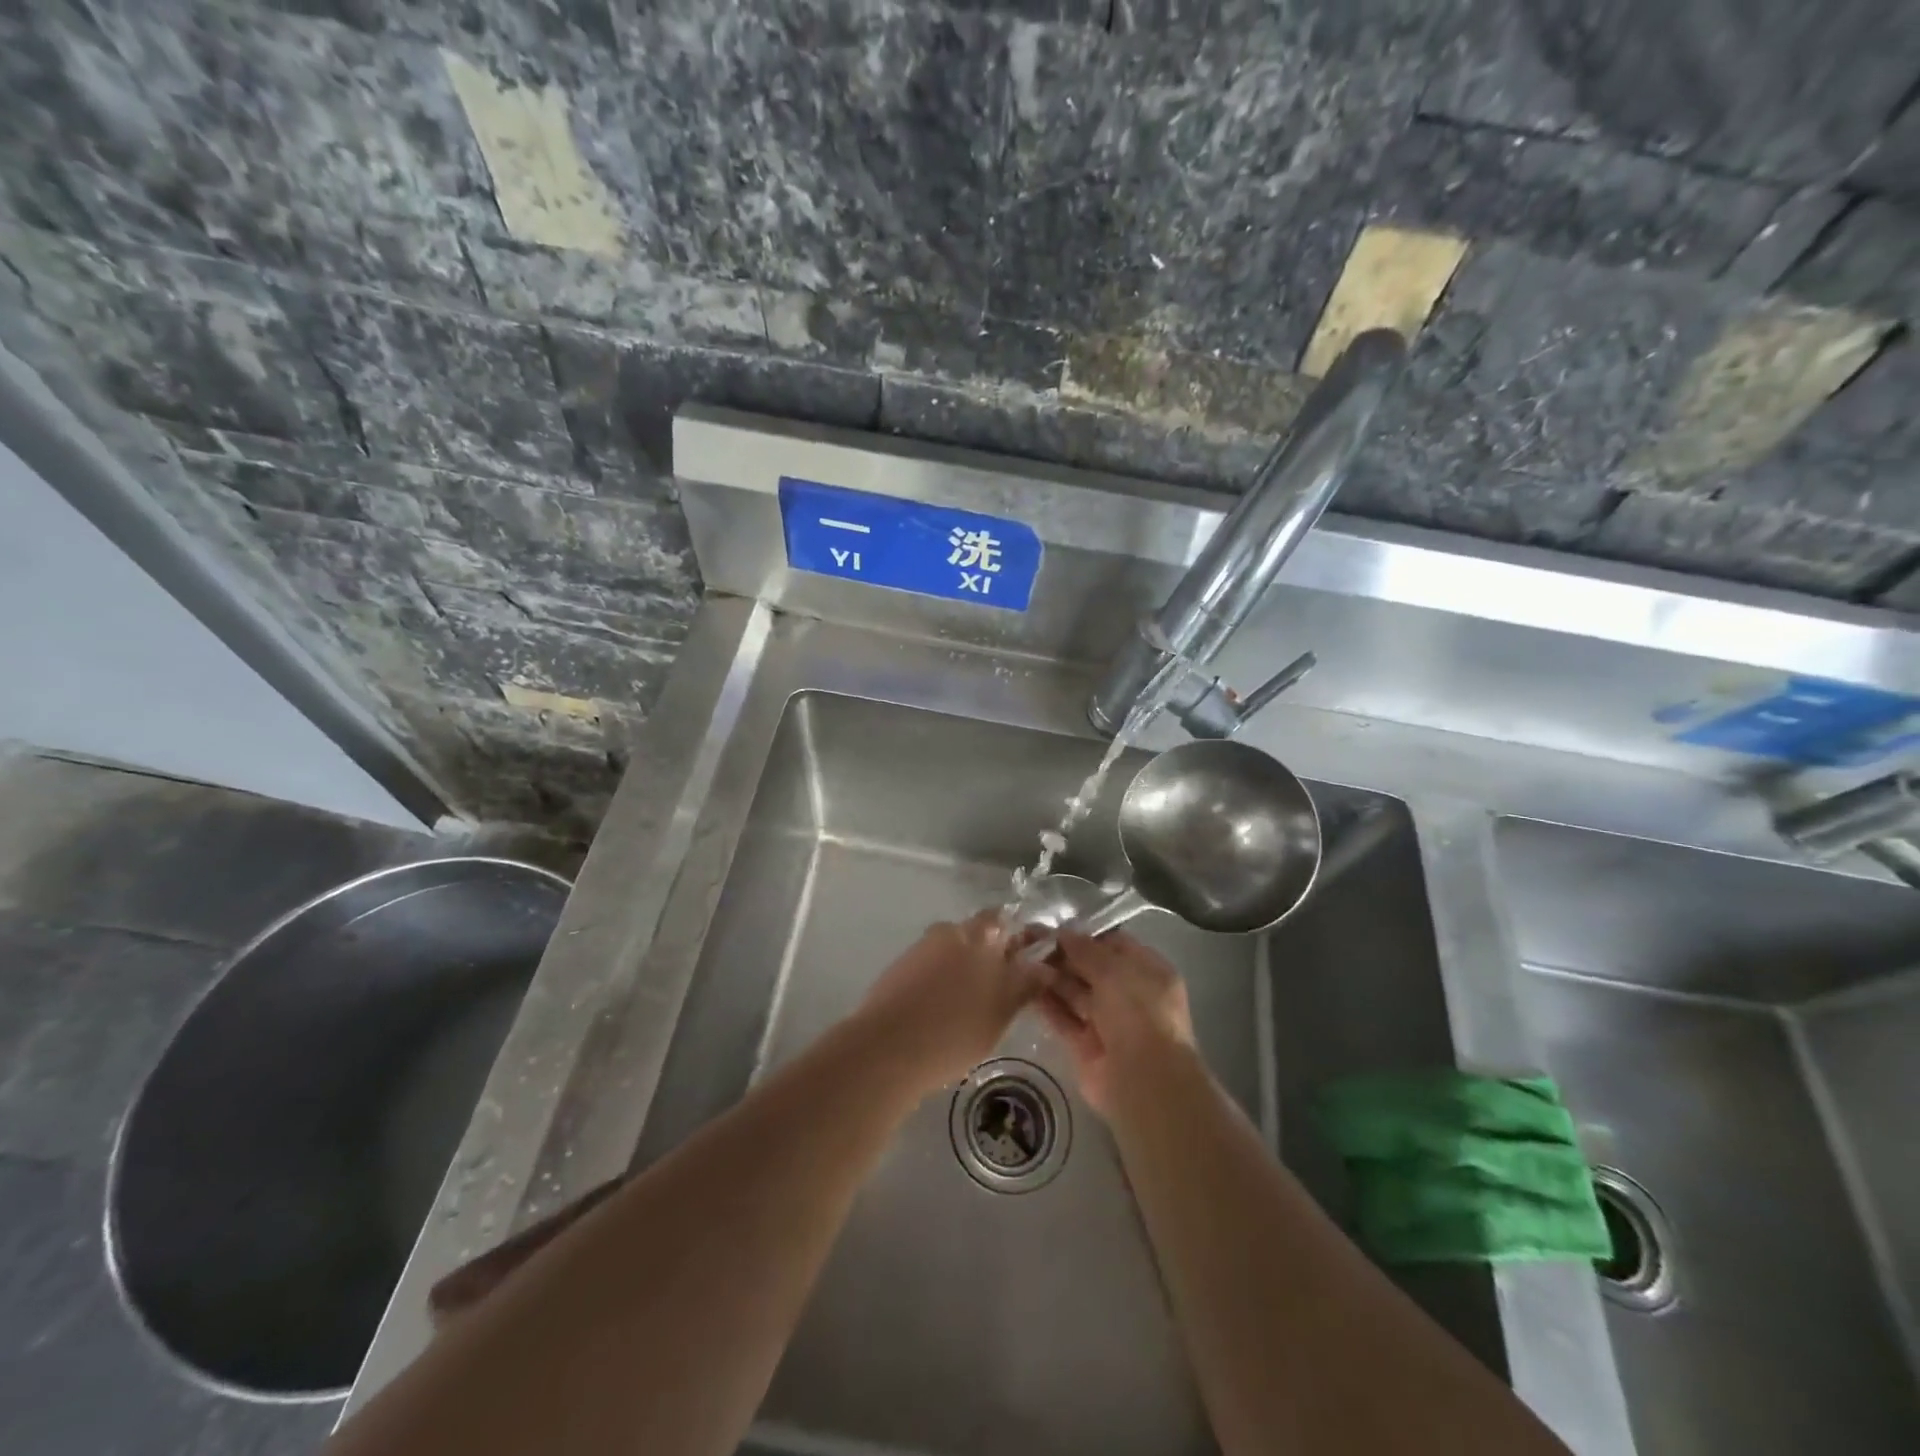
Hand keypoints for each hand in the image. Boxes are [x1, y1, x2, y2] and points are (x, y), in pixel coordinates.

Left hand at [855, 911, 1045, 1096]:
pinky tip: (943, 1010)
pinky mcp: (900, 968)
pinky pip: (931, 967)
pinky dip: (941, 981)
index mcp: (978, 935)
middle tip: (1001, 988)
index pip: (1004, 919)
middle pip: (977, 934)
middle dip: (991, 954)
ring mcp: (921, 948)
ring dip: (964, 968)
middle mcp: (949, 932)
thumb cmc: (955, 1030)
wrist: (887, 1048)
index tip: (1028, 958)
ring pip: (953, 951)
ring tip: (972, 1005)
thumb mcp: (1001, 1013)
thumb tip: (1045, 967)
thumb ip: (1025, 985)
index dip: (1018, 935)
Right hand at [1037, 930, 1195, 1114]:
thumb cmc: (1138, 1012)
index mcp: (1148, 972)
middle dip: (1063, 955)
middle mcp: (1129, 995)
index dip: (1086, 935)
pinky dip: (1047, 1005)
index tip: (1054, 926)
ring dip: (1051, 977)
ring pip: (1075, 993)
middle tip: (1029, 940)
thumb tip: (1063, 932)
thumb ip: (1086, 949)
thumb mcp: (1114, 970)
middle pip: (1092, 969)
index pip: (1114, 945)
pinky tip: (1024, 988)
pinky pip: (1064, 1019)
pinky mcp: (1086, 1045)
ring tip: (1022, 960)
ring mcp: (1108, 1022)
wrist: (1142, 1080)